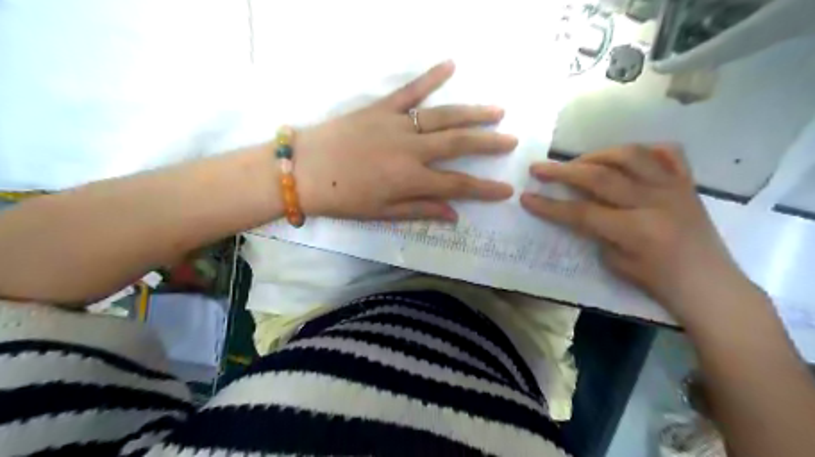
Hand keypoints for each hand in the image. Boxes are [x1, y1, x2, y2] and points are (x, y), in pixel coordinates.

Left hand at [293, 61, 514, 223]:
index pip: (457, 185)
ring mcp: (397, 124)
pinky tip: (451, 64)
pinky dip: (431, 77)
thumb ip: (420, 211)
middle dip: (488, 144)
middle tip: (511, 141)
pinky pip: (410, 90)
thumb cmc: (342, 198)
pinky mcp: (381, 108)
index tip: (506, 190)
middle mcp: (411, 149)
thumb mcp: (382, 213)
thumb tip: (454, 215)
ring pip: (443, 116)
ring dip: (472, 113)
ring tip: (497, 111)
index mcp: (410, 179)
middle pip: (458, 144)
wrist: (302, 170)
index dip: (484, 189)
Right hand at [521, 146, 749, 320]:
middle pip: (600, 177)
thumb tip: (581, 209)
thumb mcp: (616, 264)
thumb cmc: (659, 282)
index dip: (549, 205)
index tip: (526, 197)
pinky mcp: (687, 183)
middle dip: (563, 171)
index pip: (581, 212)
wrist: (710, 285)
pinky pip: (667, 153)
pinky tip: (624, 157)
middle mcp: (653, 202)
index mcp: (635, 230)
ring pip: (630, 155)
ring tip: (578, 162)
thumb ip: (596, 232)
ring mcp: (673, 187)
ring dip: (596, 154)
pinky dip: (643, 149)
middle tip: (539, 168)